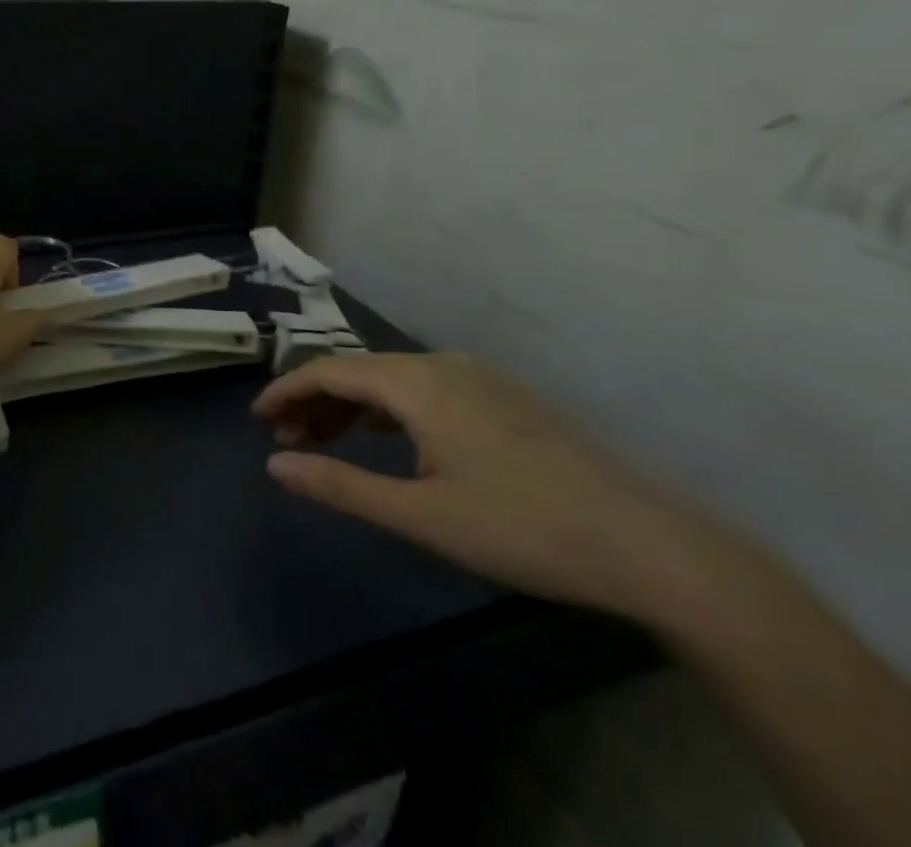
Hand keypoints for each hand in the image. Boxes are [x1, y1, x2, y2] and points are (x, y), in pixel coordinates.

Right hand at [253, 352, 741, 623]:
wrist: (652, 546)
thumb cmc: (523, 527)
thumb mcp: (421, 515)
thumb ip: (340, 485)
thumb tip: (275, 464)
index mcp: (417, 382)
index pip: (330, 370)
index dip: (287, 390)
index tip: (258, 418)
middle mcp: (442, 364)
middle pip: (359, 370)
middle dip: (316, 401)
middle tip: (288, 441)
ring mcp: (479, 377)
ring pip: (393, 379)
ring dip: (353, 407)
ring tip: (329, 443)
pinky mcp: (505, 397)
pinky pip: (425, 388)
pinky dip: (391, 409)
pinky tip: (391, 441)